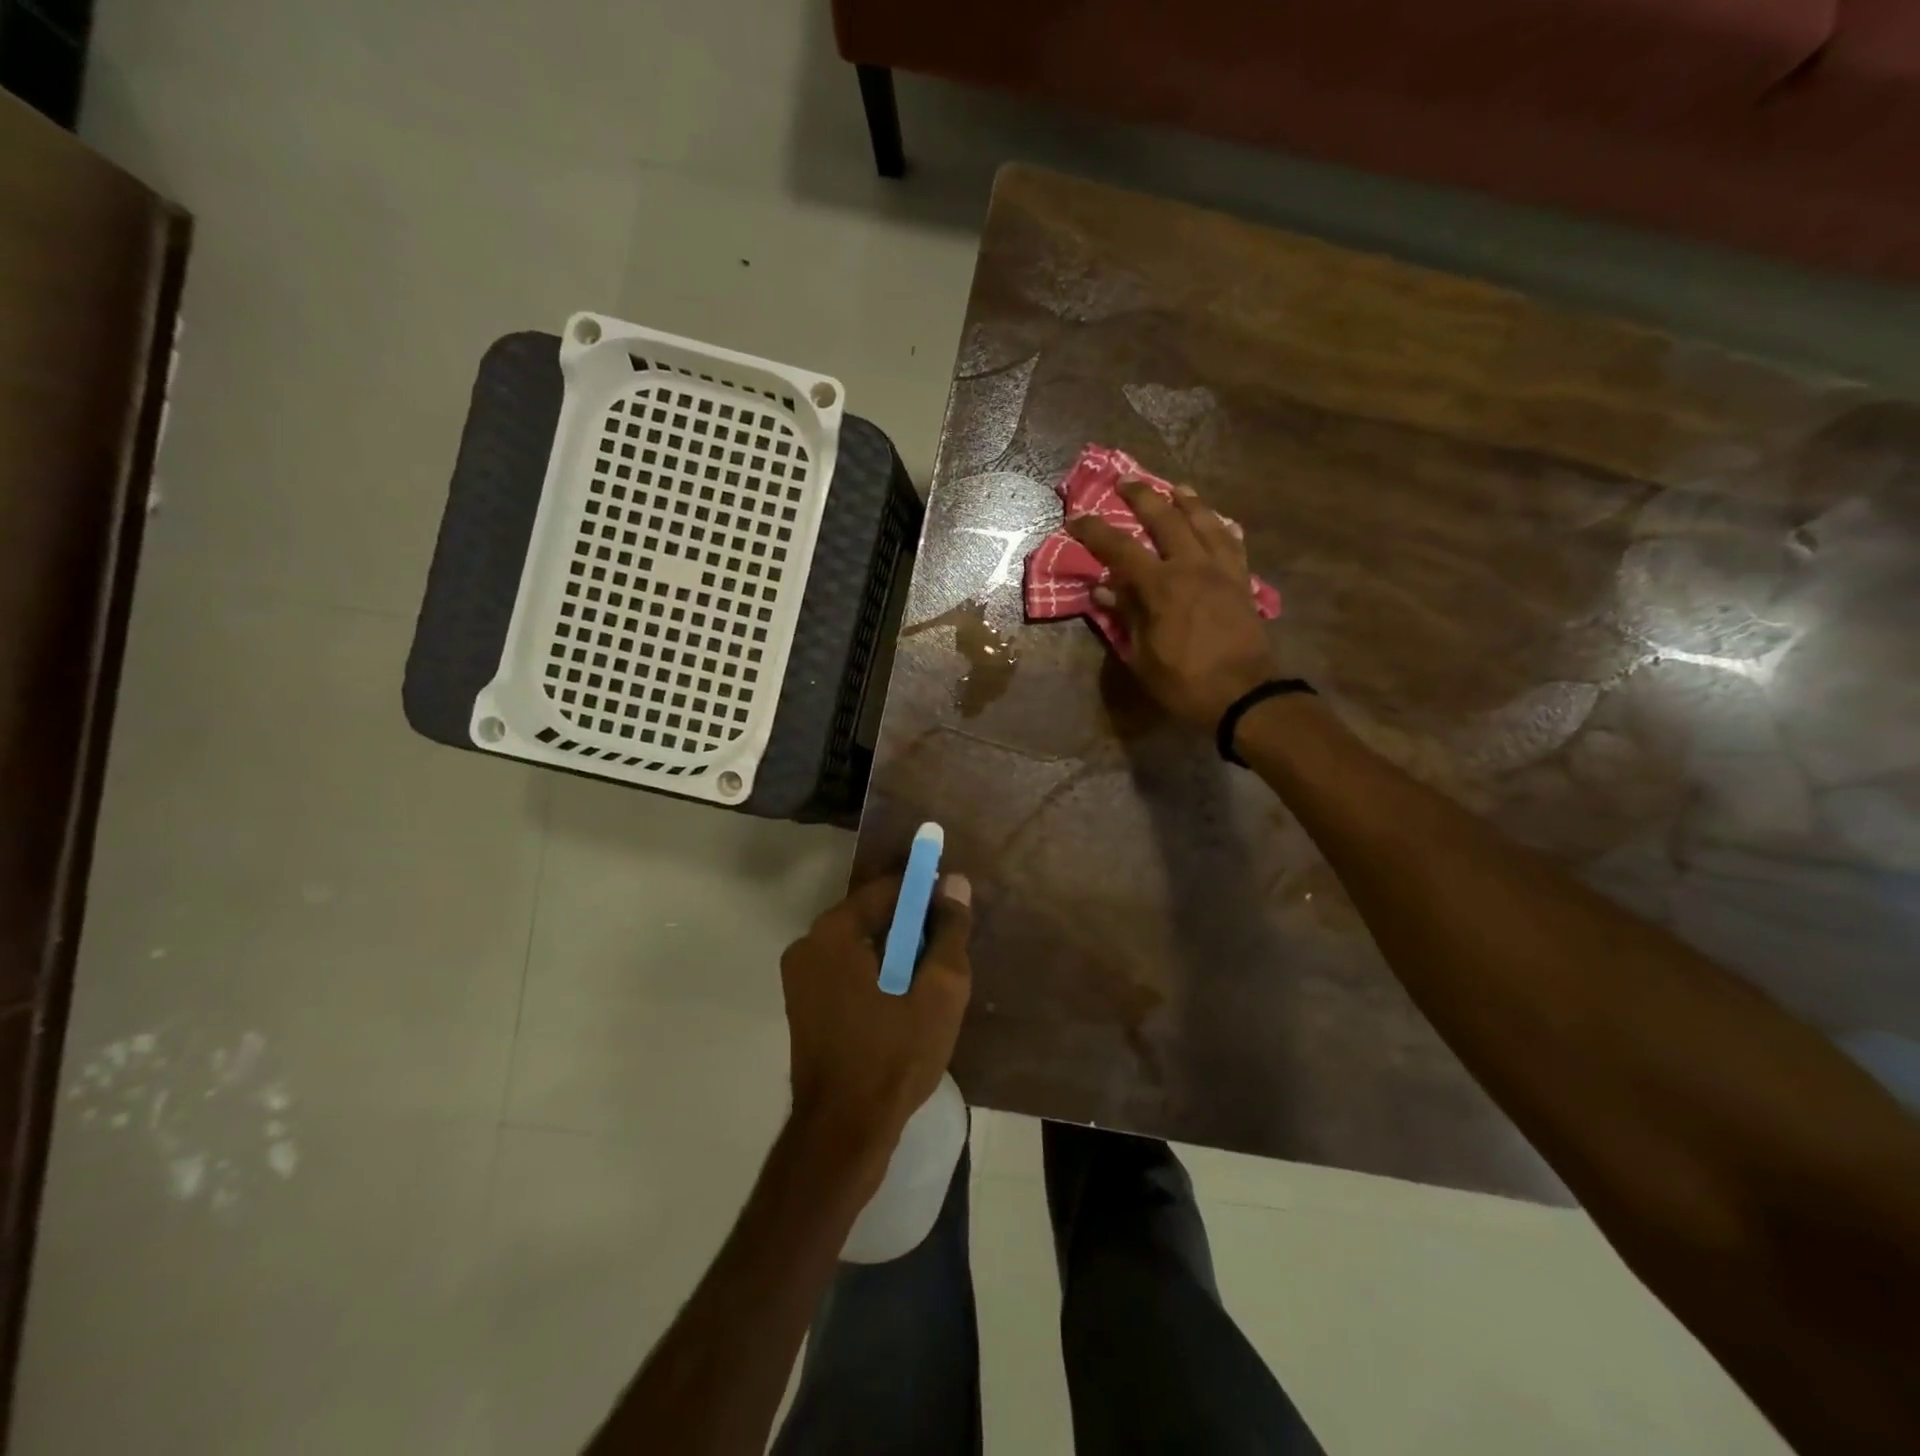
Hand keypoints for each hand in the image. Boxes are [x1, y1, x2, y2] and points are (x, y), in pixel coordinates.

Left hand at [779, 873, 972, 1166]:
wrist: (843, 1133)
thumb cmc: (894, 1057)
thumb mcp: (939, 992)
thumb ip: (949, 932)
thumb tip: (955, 883)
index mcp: (833, 932)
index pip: (888, 890)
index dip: (926, 895)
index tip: (955, 913)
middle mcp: (808, 944)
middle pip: (872, 916)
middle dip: (912, 928)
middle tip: (947, 955)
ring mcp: (800, 977)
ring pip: (860, 946)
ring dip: (896, 954)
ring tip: (930, 983)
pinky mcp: (803, 1004)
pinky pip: (847, 970)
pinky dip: (876, 975)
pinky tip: (903, 1003)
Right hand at [1067, 479, 1279, 730]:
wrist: (1245, 696)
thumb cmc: (1185, 682)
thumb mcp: (1143, 656)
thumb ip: (1126, 616)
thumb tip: (1104, 591)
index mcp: (1161, 586)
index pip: (1120, 549)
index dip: (1095, 531)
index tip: (1075, 518)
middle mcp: (1192, 566)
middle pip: (1166, 518)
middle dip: (1142, 496)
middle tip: (1126, 482)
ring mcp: (1222, 570)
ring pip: (1205, 521)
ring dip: (1187, 501)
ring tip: (1176, 487)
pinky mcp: (1242, 581)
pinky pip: (1232, 543)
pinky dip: (1221, 526)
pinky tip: (1217, 521)